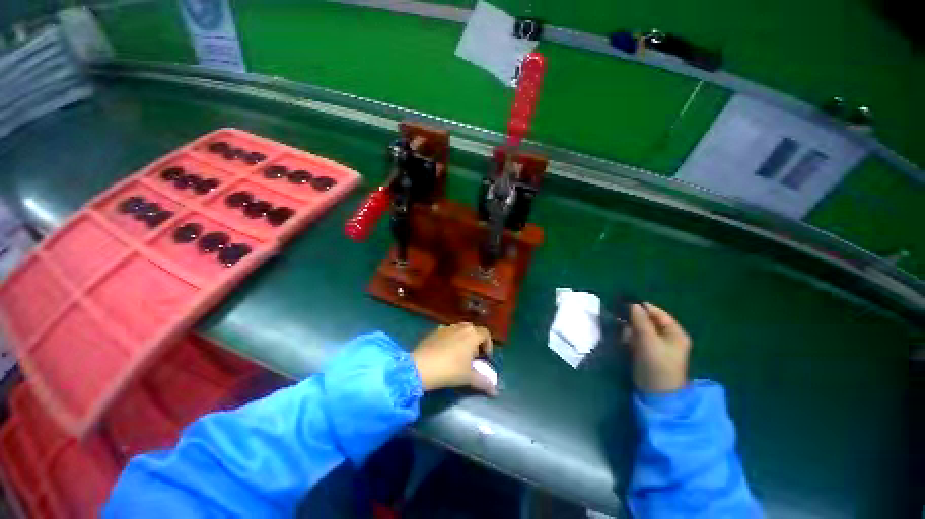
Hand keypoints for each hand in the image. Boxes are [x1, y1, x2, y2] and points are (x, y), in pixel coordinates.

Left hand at [412, 323, 496, 395]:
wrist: (421, 367)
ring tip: (459, 355)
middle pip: (473, 330)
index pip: (486, 334)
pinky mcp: (434, 332)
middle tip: (473, 357)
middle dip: (475, 342)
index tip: (485, 358)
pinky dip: (450, 340)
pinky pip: (447, 333)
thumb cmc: (450, 370)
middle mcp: (460, 327)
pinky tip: (445, 353)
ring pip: (459, 330)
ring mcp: (446, 328)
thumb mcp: (469, 377)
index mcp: (472, 334)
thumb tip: (495, 390)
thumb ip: (484, 382)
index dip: (488, 345)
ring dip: (463, 340)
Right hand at [625, 303, 691, 392]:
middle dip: (635, 320)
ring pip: (641, 329)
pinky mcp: (647, 352)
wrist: (656, 391)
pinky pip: (637, 339)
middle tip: (621, 319)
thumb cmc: (657, 363)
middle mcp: (667, 337)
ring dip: (631, 329)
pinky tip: (624, 341)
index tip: (626, 304)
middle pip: (649, 321)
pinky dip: (630, 338)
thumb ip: (640, 321)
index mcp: (675, 333)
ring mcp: (657, 345)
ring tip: (623, 334)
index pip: (659, 314)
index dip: (644, 308)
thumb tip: (633, 304)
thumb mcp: (649, 340)